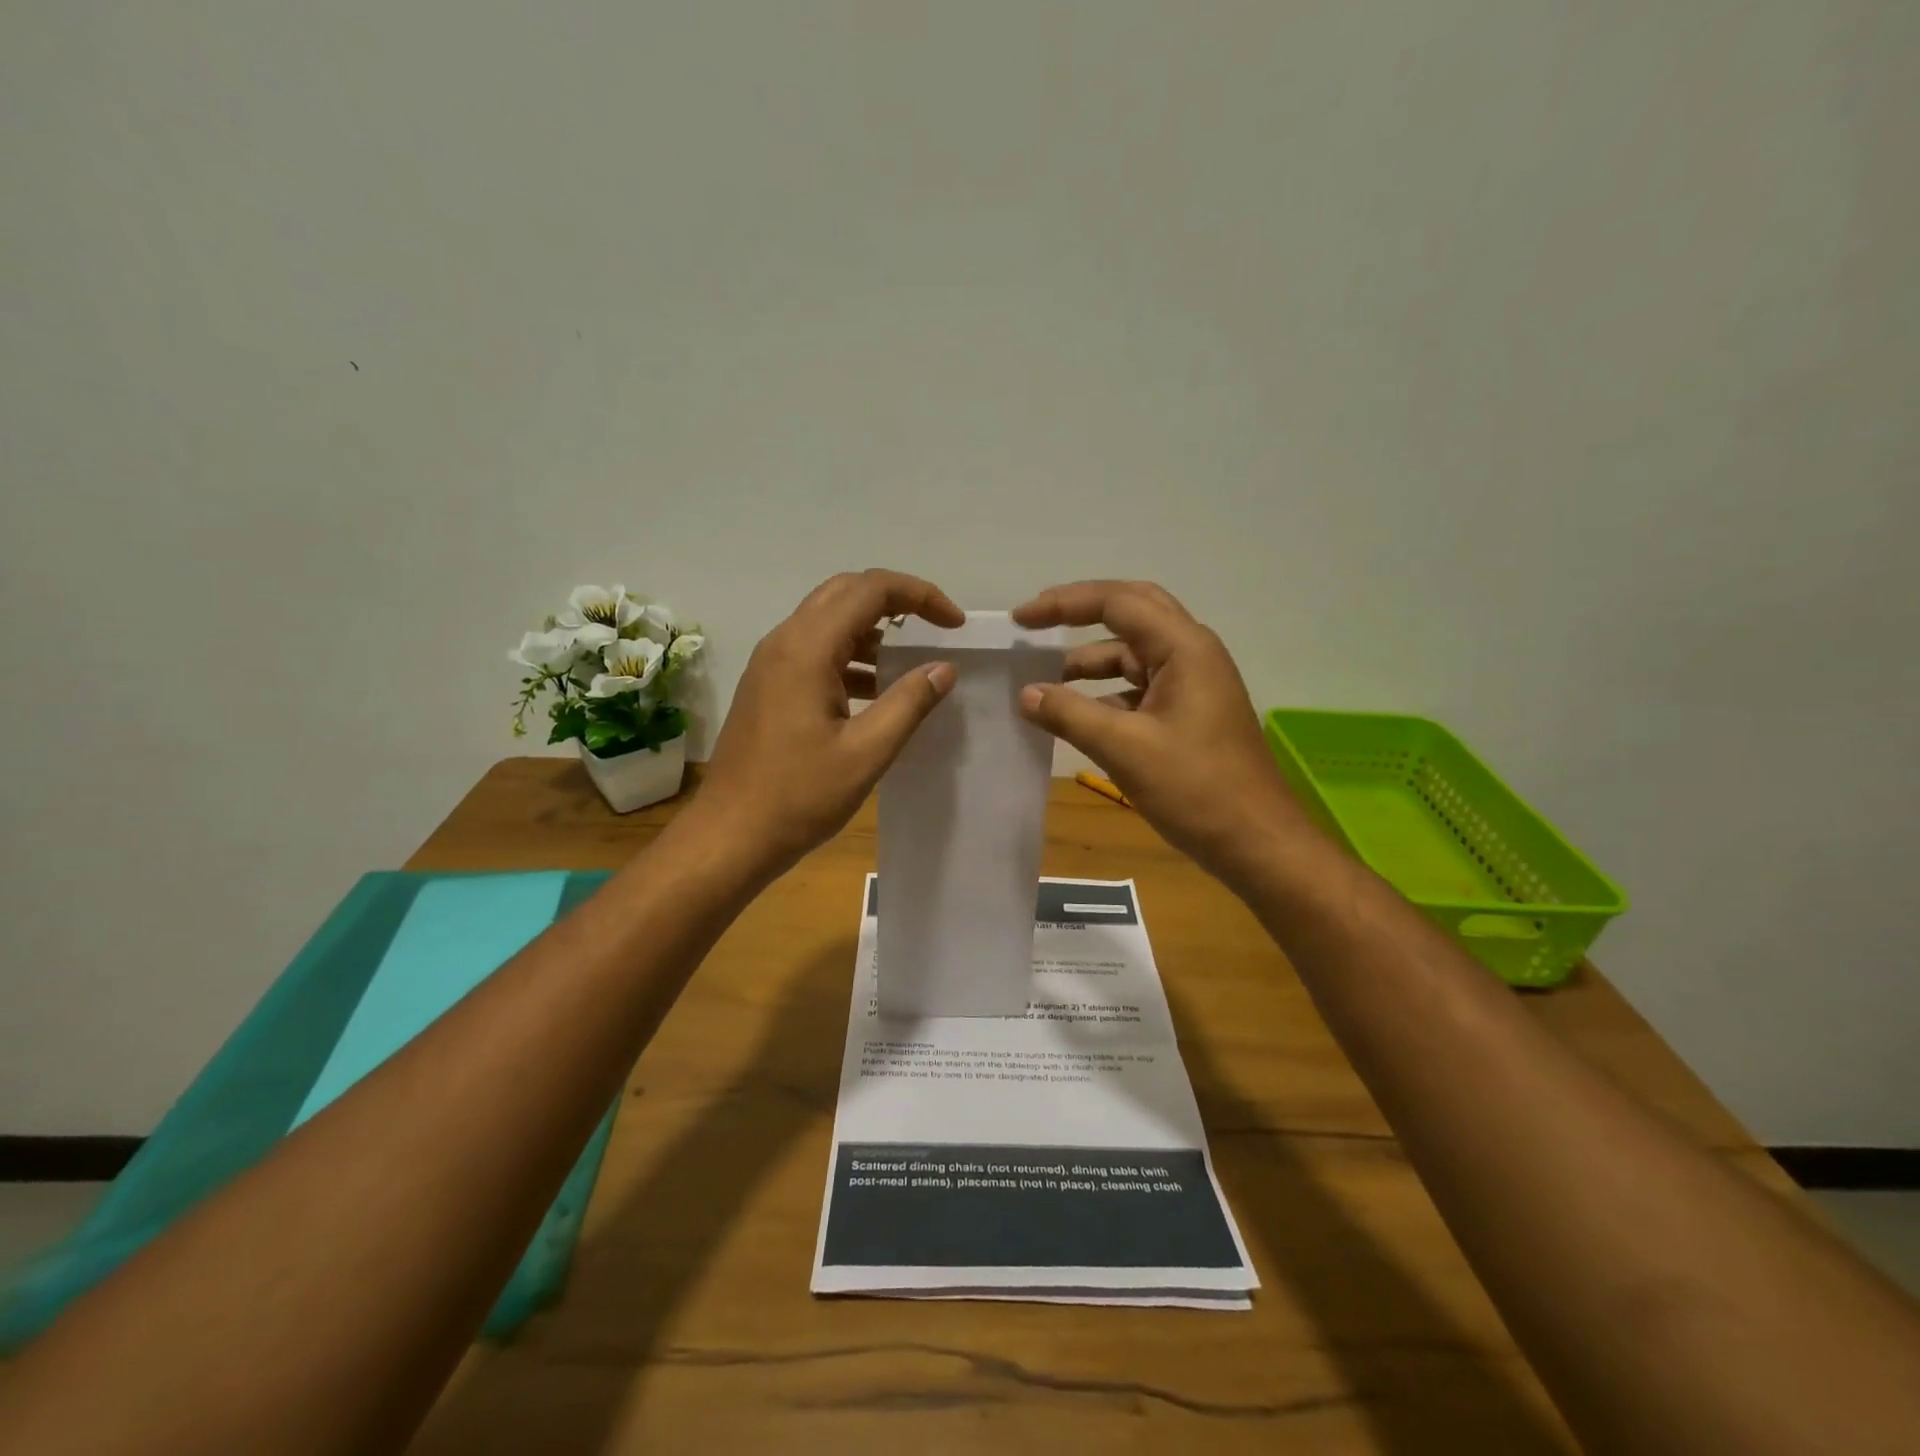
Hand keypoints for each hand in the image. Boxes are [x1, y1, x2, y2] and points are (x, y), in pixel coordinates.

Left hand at [697, 569, 962, 882]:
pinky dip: (850, 657)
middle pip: (846, 592)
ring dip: (872, 630)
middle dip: (896, 601)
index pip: (871, 589)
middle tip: (935, 628)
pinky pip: (814, 651)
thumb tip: (944, 668)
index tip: (955, 624)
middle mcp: (784, 642)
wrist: (730, 835)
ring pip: (828, 620)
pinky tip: (874, 693)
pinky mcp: (768, 686)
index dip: (920, 595)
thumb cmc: (799, 796)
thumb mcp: (867, 752)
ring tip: (910, 665)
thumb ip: (909, 703)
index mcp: (807, 648)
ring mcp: (771, 663)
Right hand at [1012, 580, 1313, 888]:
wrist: (1257, 842)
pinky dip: (1105, 694)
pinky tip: (1076, 716)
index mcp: (1184, 648)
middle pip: (1130, 613)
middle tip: (1034, 626)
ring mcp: (1193, 684)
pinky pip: (1139, 688)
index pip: (1117, 602)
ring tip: (1043, 681)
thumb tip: (1025, 694)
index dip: (1064, 604)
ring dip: (1089, 662)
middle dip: (1080, 615)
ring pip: (1133, 655)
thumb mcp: (1125, 749)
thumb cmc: (1196, 789)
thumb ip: (1070, 715)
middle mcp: (1191, 654)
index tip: (1021, 620)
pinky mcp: (1189, 713)